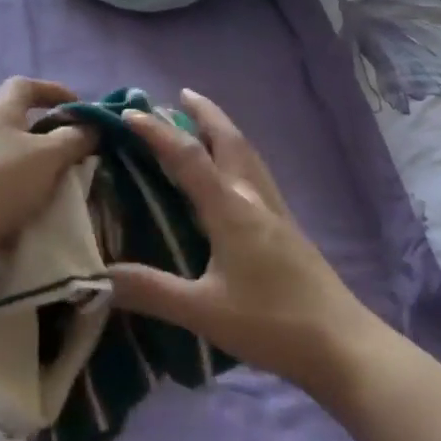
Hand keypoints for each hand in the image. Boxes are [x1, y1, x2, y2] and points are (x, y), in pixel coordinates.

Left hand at [0, 78, 96, 271]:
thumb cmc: (3, 179)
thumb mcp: (48, 155)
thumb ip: (74, 138)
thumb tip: (93, 127)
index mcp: (1, 111)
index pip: (25, 85)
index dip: (53, 90)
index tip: (79, 107)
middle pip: (22, 120)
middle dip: (52, 131)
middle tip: (78, 147)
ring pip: (17, 153)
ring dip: (42, 162)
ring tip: (67, 178)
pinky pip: (8, 179)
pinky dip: (29, 185)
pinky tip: (44, 201)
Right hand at [109, 90, 375, 399]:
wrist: (342, 345)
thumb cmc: (271, 324)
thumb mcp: (203, 311)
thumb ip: (151, 291)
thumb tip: (98, 275)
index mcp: (231, 210)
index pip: (188, 157)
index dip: (157, 132)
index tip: (130, 112)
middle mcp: (253, 199)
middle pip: (230, 140)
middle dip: (205, 112)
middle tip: (181, 94)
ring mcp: (276, 212)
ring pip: (248, 154)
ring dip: (223, 130)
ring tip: (204, 122)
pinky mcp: (288, 228)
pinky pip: (257, 174)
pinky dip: (238, 155)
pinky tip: (234, 174)